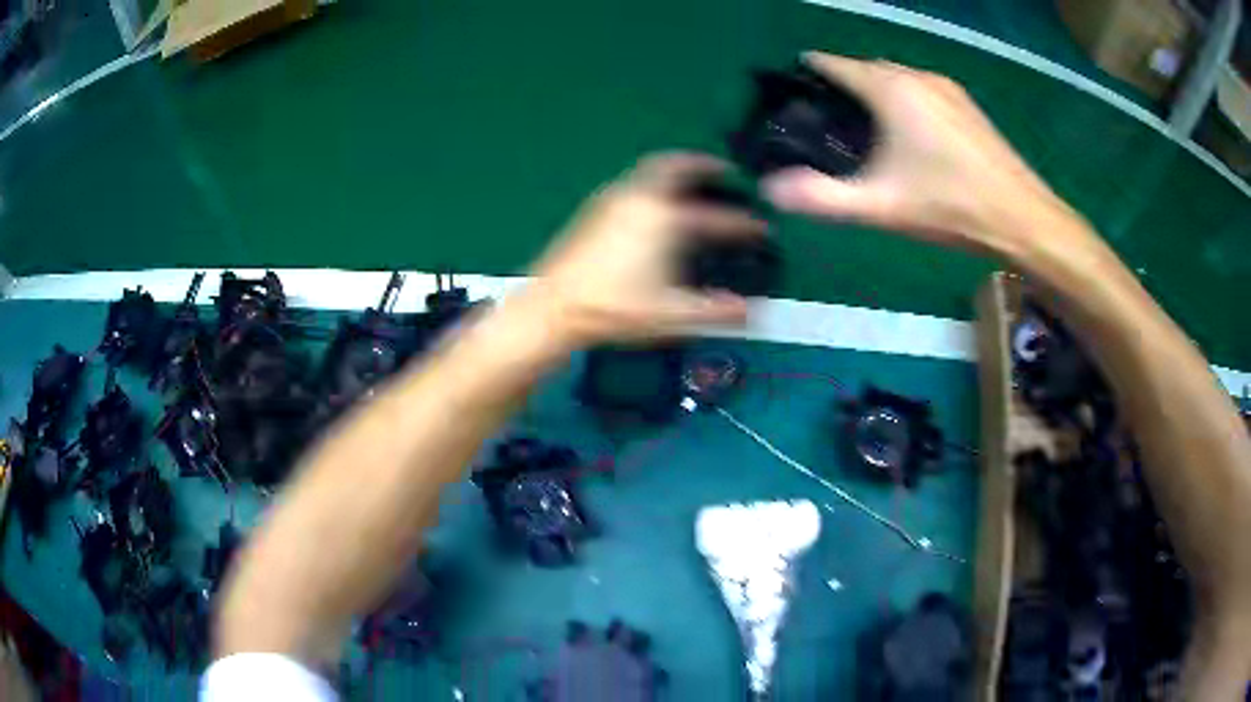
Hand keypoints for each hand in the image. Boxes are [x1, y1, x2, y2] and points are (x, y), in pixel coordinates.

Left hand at [523, 153, 766, 346]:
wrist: (553, 306)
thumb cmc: (615, 309)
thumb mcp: (671, 315)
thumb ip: (716, 312)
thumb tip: (752, 310)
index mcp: (667, 220)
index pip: (718, 219)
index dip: (744, 224)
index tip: (761, 228)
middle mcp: (643, 199)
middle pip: (678, 167)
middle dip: (704, 165)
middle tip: (724, 171)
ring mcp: (616, 200)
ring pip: (652, 170)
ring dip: (677, 169)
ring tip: (693, 180)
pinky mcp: (596, 208)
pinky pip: (634, 181)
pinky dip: (654, 180)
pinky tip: (655, 203)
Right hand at [762, 53, 1081, 255]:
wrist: (1022, 218)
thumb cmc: (951, 207)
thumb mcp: (881, 207)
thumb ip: (821, 198)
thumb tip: (770, 190)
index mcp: (892, 89)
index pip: (836, 63)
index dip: (811, 70)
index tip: (794, 86)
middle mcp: (918, 76)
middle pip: (867, 67)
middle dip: (843, 81)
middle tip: (828, 115)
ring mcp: (947, 88)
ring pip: (897, 76)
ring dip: (876, 88)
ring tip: (865, 123)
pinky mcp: (966, 104)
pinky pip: (922, 87)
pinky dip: (904, 97)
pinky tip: (908, 131)